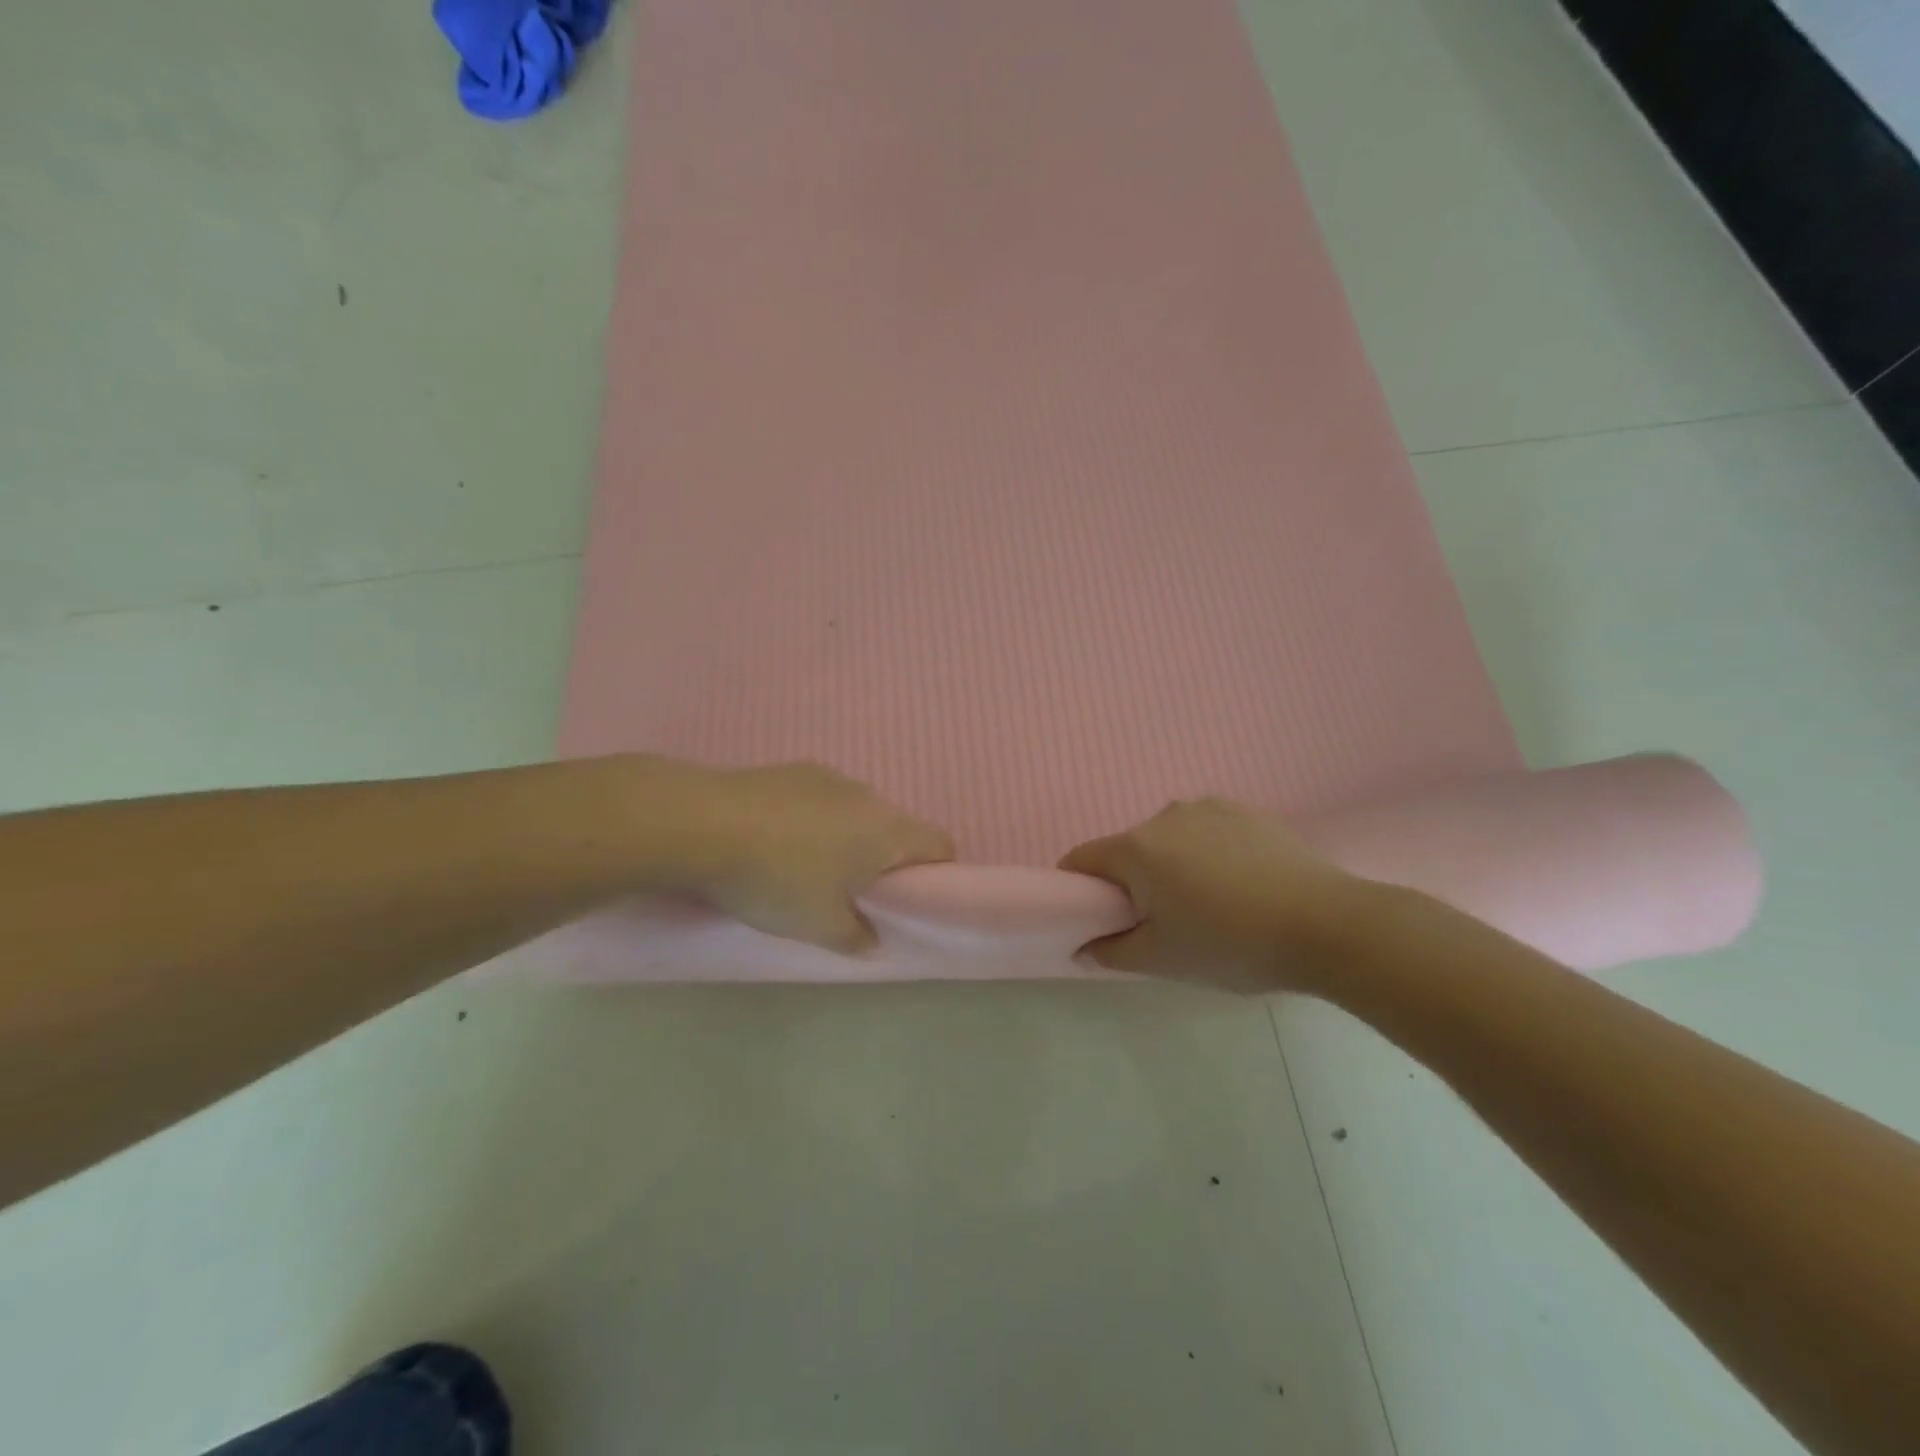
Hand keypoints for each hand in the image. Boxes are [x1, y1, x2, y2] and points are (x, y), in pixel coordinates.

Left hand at [648, 760, 954, 952]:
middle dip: (884, 860)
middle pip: (896, 828)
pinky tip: (776, 842)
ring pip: (856, 812)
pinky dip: (813, 821)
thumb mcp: (820, 926)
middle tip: (854, 894)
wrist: (702, 823)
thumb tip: (873, 939)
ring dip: (847, 838)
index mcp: (887, 831)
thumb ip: (856, 936)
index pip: (940, 844)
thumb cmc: (778, 879)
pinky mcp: (792, 770)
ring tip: (807, 868)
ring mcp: (828, 776)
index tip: (911, 900)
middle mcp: (867, 796)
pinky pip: (821, 799)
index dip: (937, 873)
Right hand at [1060, 799, 1363, 992]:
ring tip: (1211, 906)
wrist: (1327, 924)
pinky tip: (1241, 887)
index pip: (1081, 860)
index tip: (1098, 920)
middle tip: (1162, 925)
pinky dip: (1208, 855)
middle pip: (1128, 850)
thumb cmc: (1231, 943)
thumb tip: (1085, 946)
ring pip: (1169, 840)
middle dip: (1132, 883)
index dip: (1078, 890)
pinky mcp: (1246, 811)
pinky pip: (1206, 832)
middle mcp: (1165, 815)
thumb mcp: (1162, 960)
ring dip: (1172, 866)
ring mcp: (1209, 808)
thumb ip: (1110, 952)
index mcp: (1136, 848)